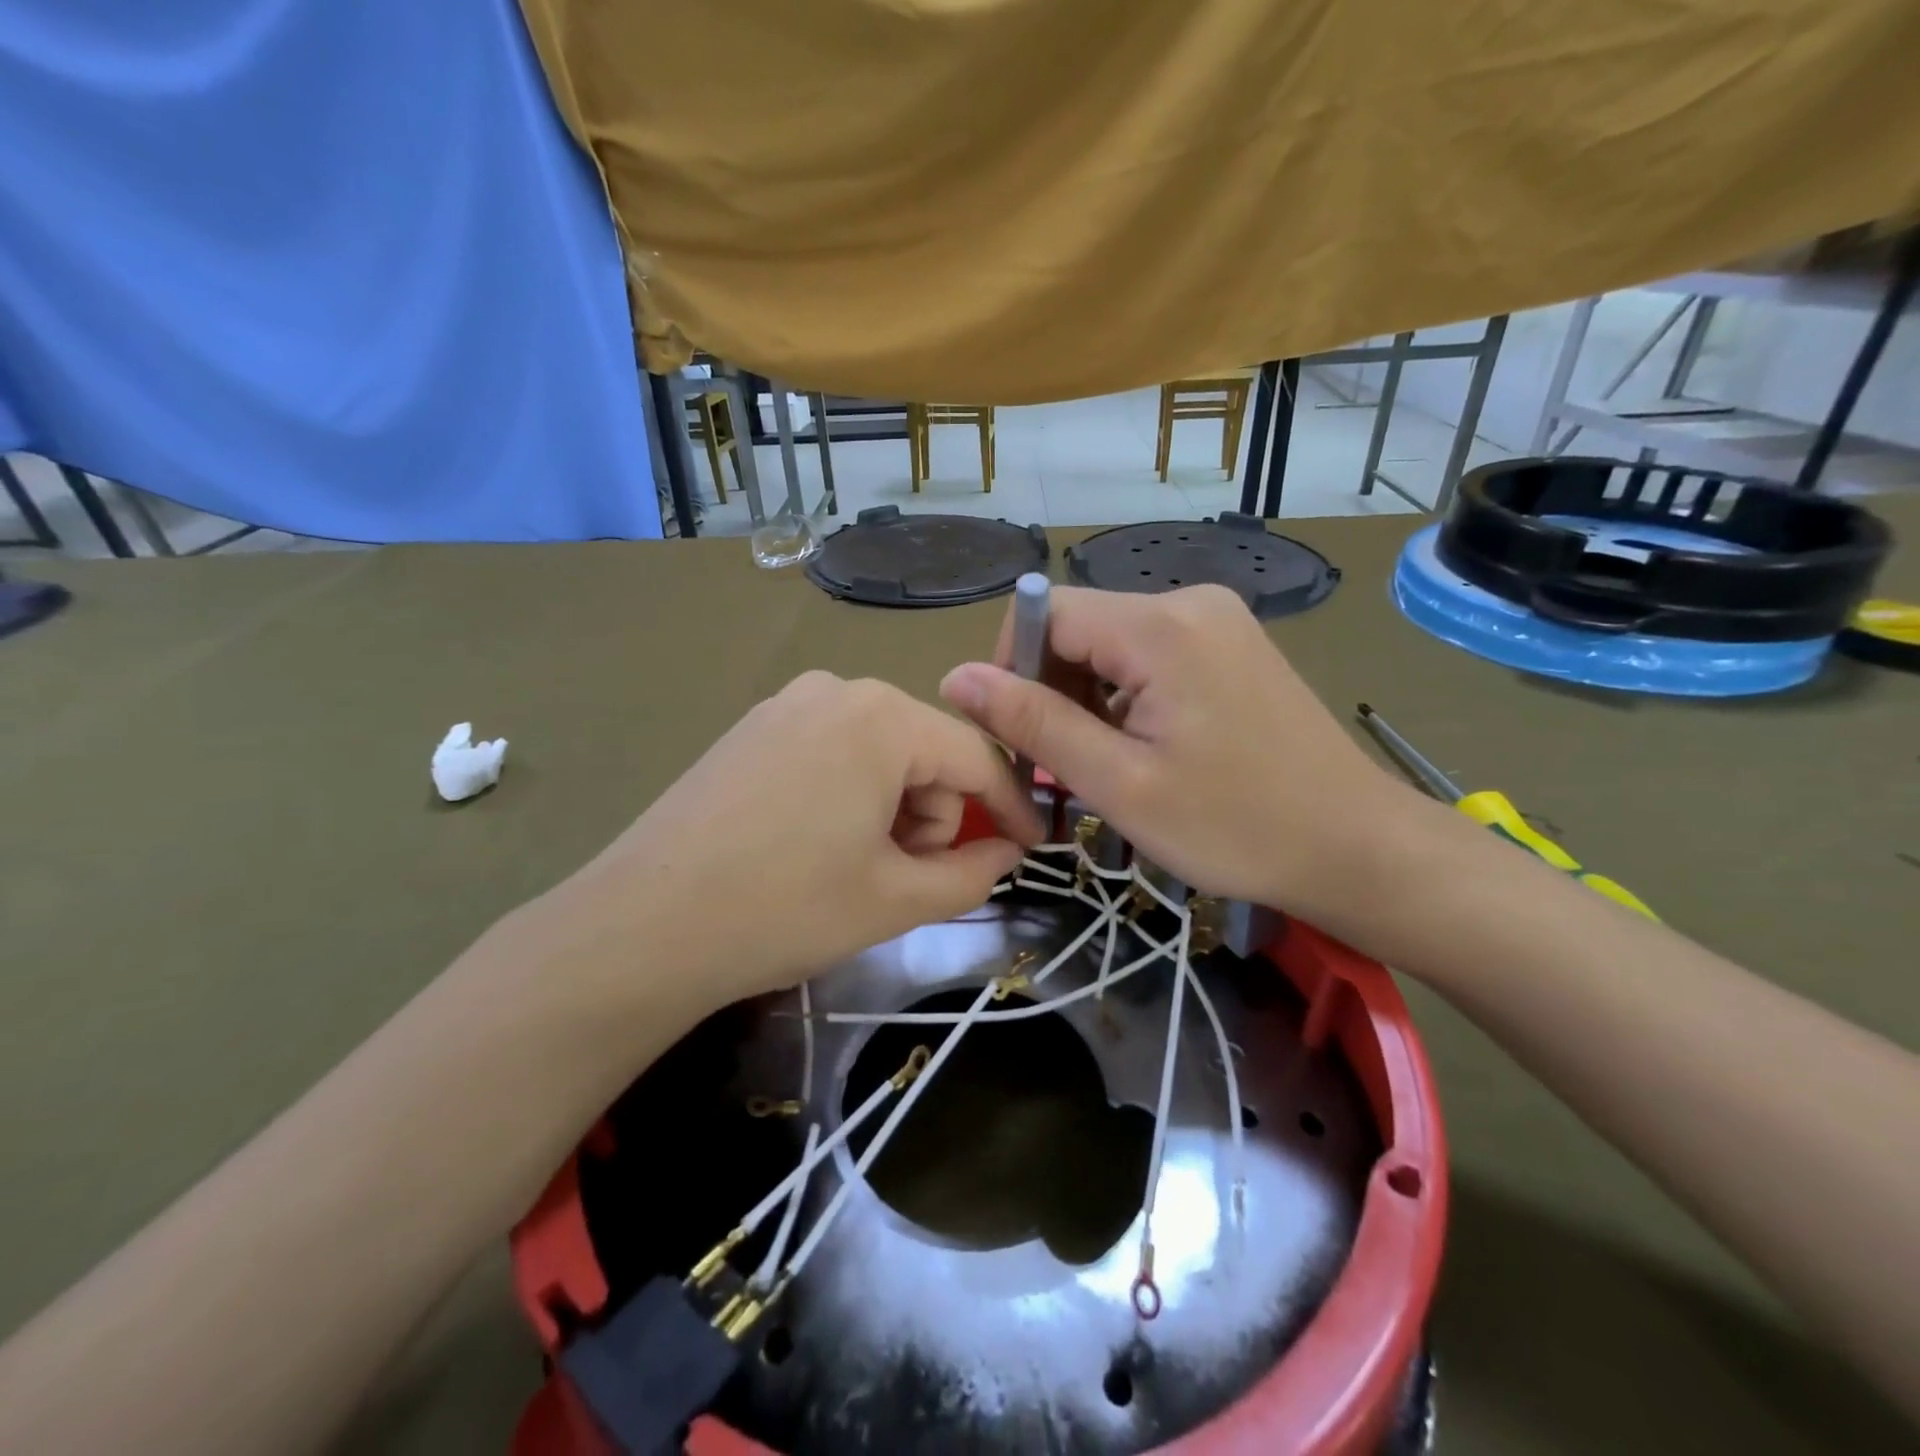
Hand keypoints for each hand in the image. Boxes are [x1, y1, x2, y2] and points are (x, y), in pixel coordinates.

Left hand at [548, 672, 1042, 1010]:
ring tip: (860, 867)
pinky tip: (819, 843)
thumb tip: (1006, 851)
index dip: (1010, 807)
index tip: (1032, 847)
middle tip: (909, 878)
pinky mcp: (753, 728)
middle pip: (924, 751)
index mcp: (882, 718)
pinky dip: (851, 794)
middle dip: (935, 815)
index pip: (974, 758)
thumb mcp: (896, 899)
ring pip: (879, 751)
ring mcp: (787, 704)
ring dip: (893, 808)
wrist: (641, 926)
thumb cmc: (785, 909)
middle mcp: (838, 690)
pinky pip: (832, 751)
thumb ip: (972, 872)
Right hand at [940, 585, 1421, 931]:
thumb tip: (956, 677)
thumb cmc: (1235, 827)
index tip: (1013, 737)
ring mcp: (1218, 621)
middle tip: (1061, 766)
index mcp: (1160, 627)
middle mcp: (1190, 602)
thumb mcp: (1118, 783)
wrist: (1355, 847)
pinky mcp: (1232, 645)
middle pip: (1079, 625)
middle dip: (1050, 689)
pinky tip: (1145, 748)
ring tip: (1107, 765)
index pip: (1044, 612)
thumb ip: (1033, 723)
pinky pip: (1150, 655)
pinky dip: (1125, 696)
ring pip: (1111, 643)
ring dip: (1087, 698)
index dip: (1010, 667)